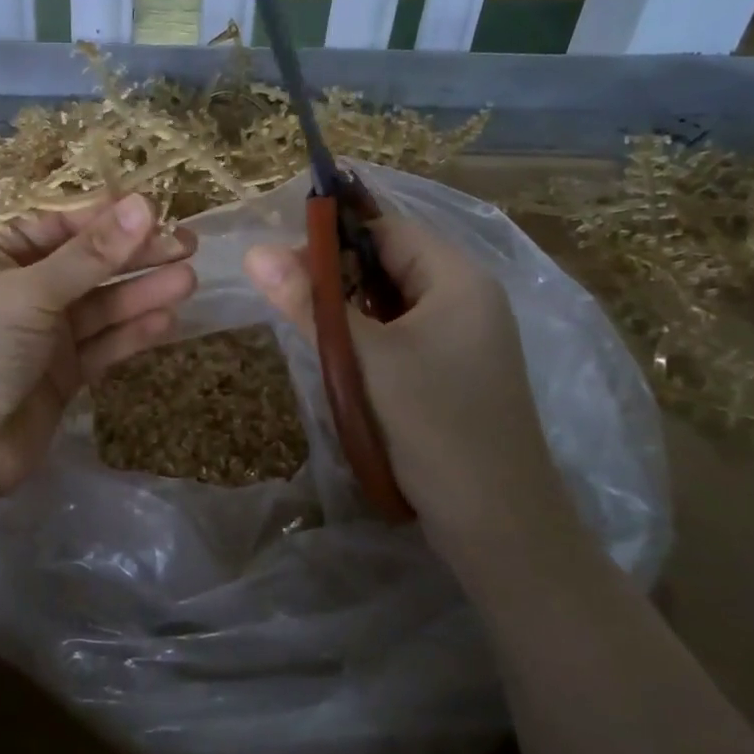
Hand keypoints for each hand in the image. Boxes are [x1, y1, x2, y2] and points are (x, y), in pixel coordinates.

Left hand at [0, 193, 196, 494]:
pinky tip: (166, 321)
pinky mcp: (62, 373)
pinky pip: (102, 344)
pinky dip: (131, 333)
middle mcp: (23, 289)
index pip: (62, 224)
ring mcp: (43, 333)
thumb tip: (144, 205)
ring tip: (187, 281)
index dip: (109, 218)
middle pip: (88, 264)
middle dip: (135, 255)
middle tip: (188, 246)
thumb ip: (91, 254)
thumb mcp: (31, 291)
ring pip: (101, 305)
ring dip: (141, 293)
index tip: (159, 213)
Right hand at [245, 214, 575, 559]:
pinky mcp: (453, 369)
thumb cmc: (433, 426)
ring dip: (348, 309)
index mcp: (458, 278)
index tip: (281, 263)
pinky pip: (401, 332)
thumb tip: (254, 252)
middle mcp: (466, 297)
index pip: (386, 229)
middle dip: (335, 275)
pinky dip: (366, 336)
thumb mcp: (362, 358)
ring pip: (391, 301)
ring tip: (306, 326)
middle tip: (286, 297)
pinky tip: (339, 357)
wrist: (498, 525)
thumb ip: (309, 302)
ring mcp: (464, 336)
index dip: (331, 236)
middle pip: (389, 262)